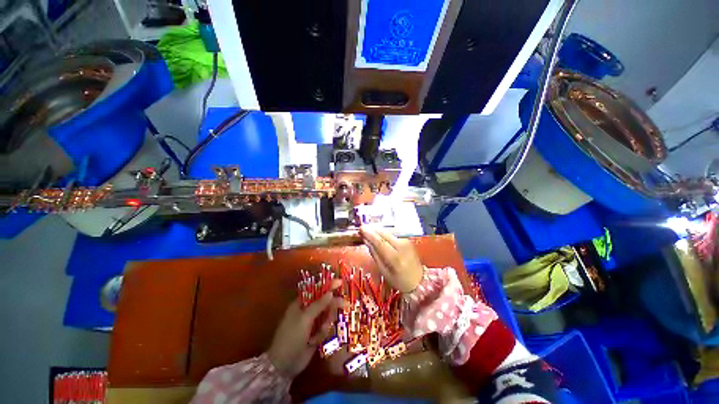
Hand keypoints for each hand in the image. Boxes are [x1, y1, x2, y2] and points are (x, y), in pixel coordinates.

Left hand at [267, 280, 344, 378]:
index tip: (340, 282)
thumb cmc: (291, 337)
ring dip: (326, 323)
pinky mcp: (315, 334)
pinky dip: (322, 334)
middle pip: (324, 302)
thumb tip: (330, 293)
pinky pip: (325, 329)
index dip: (328, 285)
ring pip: (326, 316)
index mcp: (301, 303)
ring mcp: (311, 323)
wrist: (284, 365)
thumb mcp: (304, 319)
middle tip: (345, 304)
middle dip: (332, 305)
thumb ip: (318, 305)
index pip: (316, 290)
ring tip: (319, 332)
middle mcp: (307, 311)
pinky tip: (314, 341)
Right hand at [360, 226, 423, 292]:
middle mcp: (402, 247)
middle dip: (372, 230)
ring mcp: (406, 242)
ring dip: (377, 230)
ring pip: (388, 232)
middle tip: (362, 228)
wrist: (419, 281)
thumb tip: (366, 240)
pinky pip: (392, 234)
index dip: (370, 234)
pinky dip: (383, 233)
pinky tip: (378, 234)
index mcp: (396, 259)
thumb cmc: (399, 281)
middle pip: (385, 234)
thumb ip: (375, 255)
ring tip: (368, 231)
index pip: (380, 242)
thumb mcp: (384, 271)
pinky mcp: (407, 239)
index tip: (361, 228)